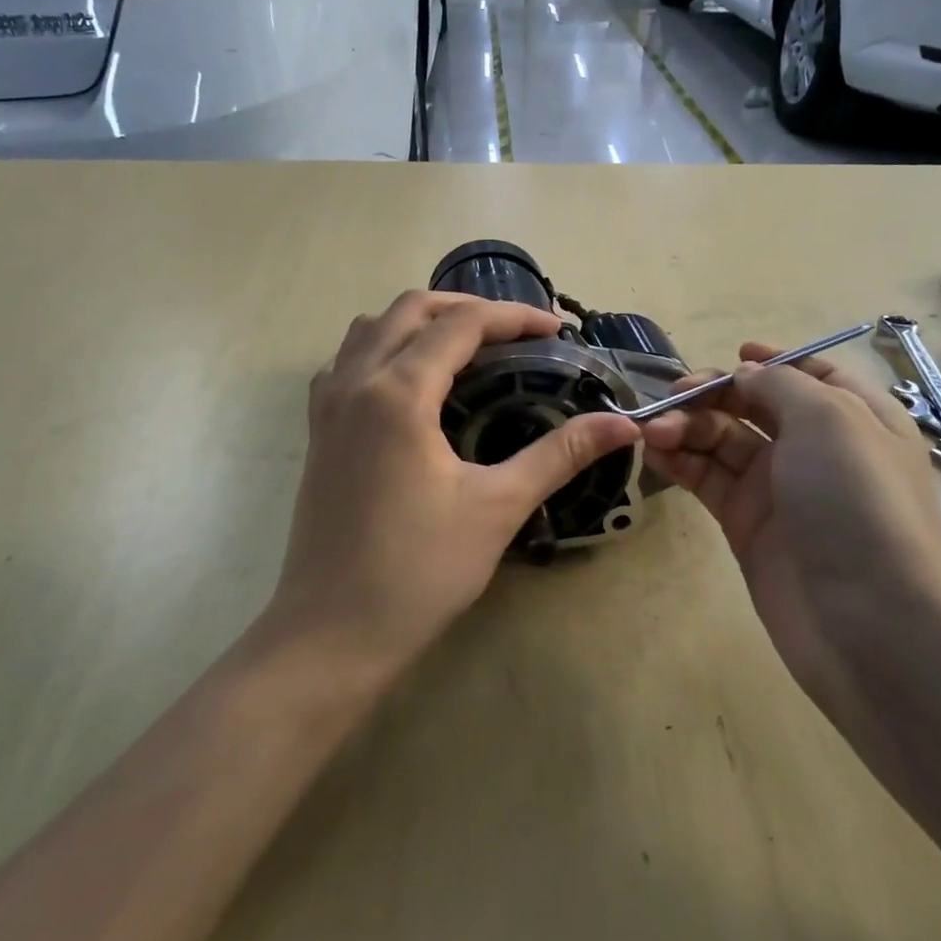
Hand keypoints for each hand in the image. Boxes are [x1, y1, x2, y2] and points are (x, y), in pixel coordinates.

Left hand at [267, 291, 640, 674]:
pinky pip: (347, 363)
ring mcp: (327, 407)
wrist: (333, 632)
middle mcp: (354, 383)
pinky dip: (383, 350)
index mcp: (397, 392)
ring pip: (370, 330)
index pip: (461, 324)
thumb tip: (623, 424)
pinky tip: (410, 385)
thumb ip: (559, 455)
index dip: (513, 317)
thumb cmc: (419, 570)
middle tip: (514, 333)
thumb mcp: (497, 507)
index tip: (557, 330)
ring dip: (419, 323)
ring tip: (465, 348)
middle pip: (410, 310)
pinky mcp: (317, 433)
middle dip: (466, 308)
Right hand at [640, 346, 940, 714]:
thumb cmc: (858, 503)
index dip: (772, 362)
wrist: (868, 621)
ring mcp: (779, 490)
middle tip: (669, 398)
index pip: (811, 374)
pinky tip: (653, 452)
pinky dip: (680, 461)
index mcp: (854, 417)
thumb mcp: (830, 419)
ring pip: (723, 441)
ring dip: (686, 427)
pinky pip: (707, 480)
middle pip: (755, 405)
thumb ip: (780, 384)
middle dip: (711, 395)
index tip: (730, 356)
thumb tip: (744, 375)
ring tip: (652, 431)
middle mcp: (816, 449)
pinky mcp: (746, 526)